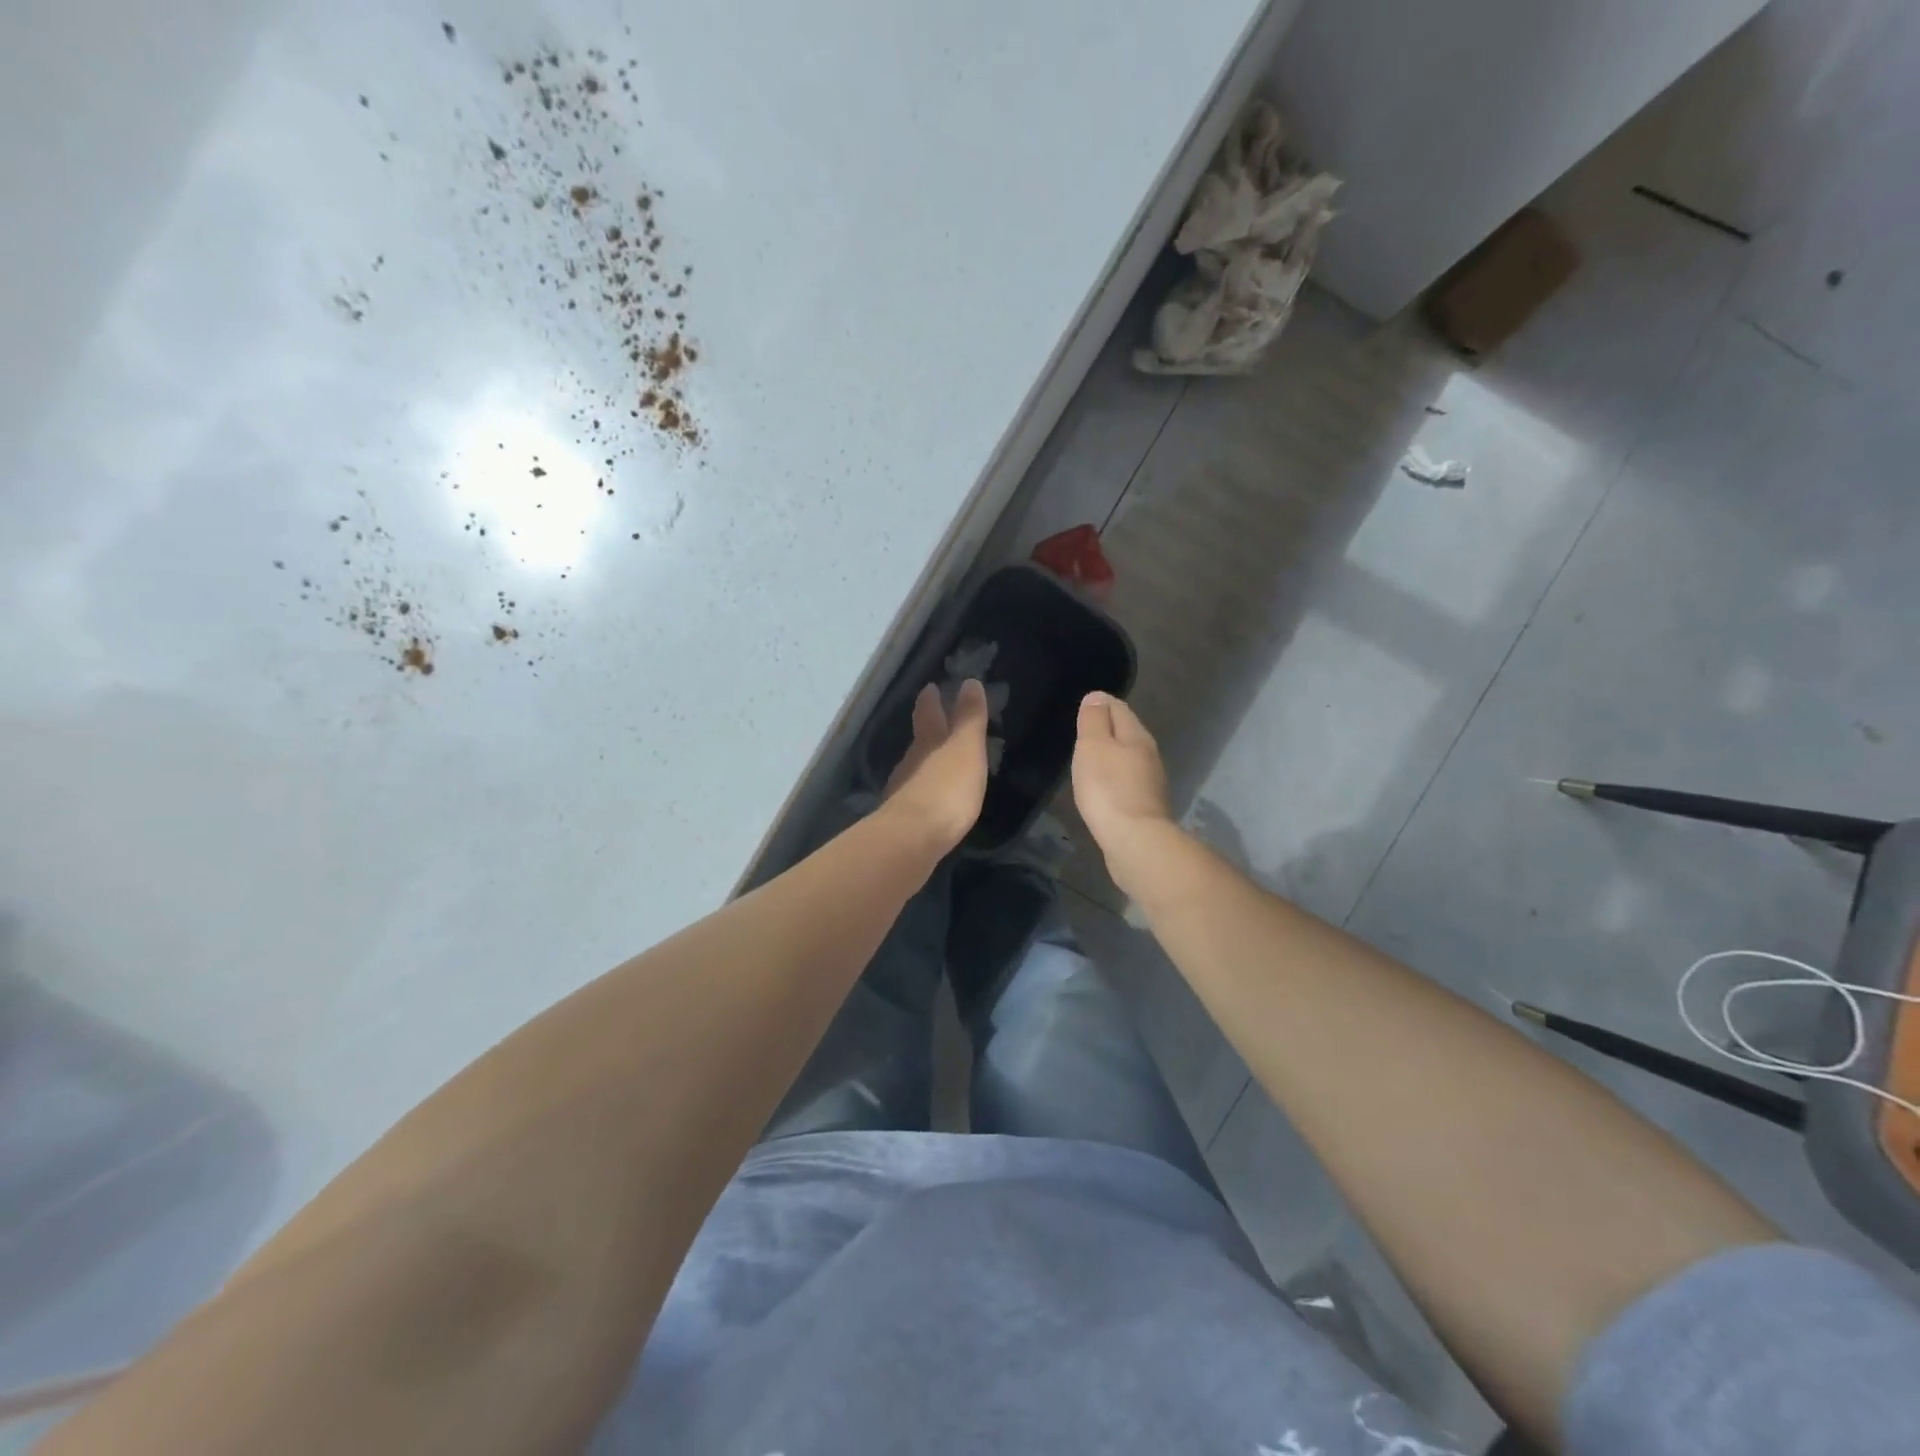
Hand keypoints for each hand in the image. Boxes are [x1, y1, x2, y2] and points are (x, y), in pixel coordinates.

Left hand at [883, 680, 989, 853]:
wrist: (913, 839)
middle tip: (933, 720)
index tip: (929, 688)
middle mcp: (910, 763)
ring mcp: (903, 792)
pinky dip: (925, 791)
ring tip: (937, 762)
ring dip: (925, 763)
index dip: (931, 701)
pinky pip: (916, 796)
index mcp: (928, 744)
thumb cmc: (947, 789)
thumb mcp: (965, 749)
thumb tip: (969, 682)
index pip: (928, 715)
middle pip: (919, 742)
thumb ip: (969, 719)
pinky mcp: (903, 820)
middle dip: (927, 731)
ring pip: (915, 769)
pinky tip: (932, 800)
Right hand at [1072, 692, 1174, 892]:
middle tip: (1083, 732)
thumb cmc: (1108, 788)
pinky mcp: (1145, 807)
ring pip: (1129, 758)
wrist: (1135, 841)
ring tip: (1090, 759)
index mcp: (1137, 735)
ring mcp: (1150, 782)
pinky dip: (1115, 779)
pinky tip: (1103, 789)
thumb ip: (1094, 720)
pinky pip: (1127, 782)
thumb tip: (1097, 696)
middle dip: (1107, 729)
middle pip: (1127, 732)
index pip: (1118, 708)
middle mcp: (1149, 754)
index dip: (1100, 704)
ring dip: (1112, 756)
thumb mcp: (1093, 746)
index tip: (1083, 706)